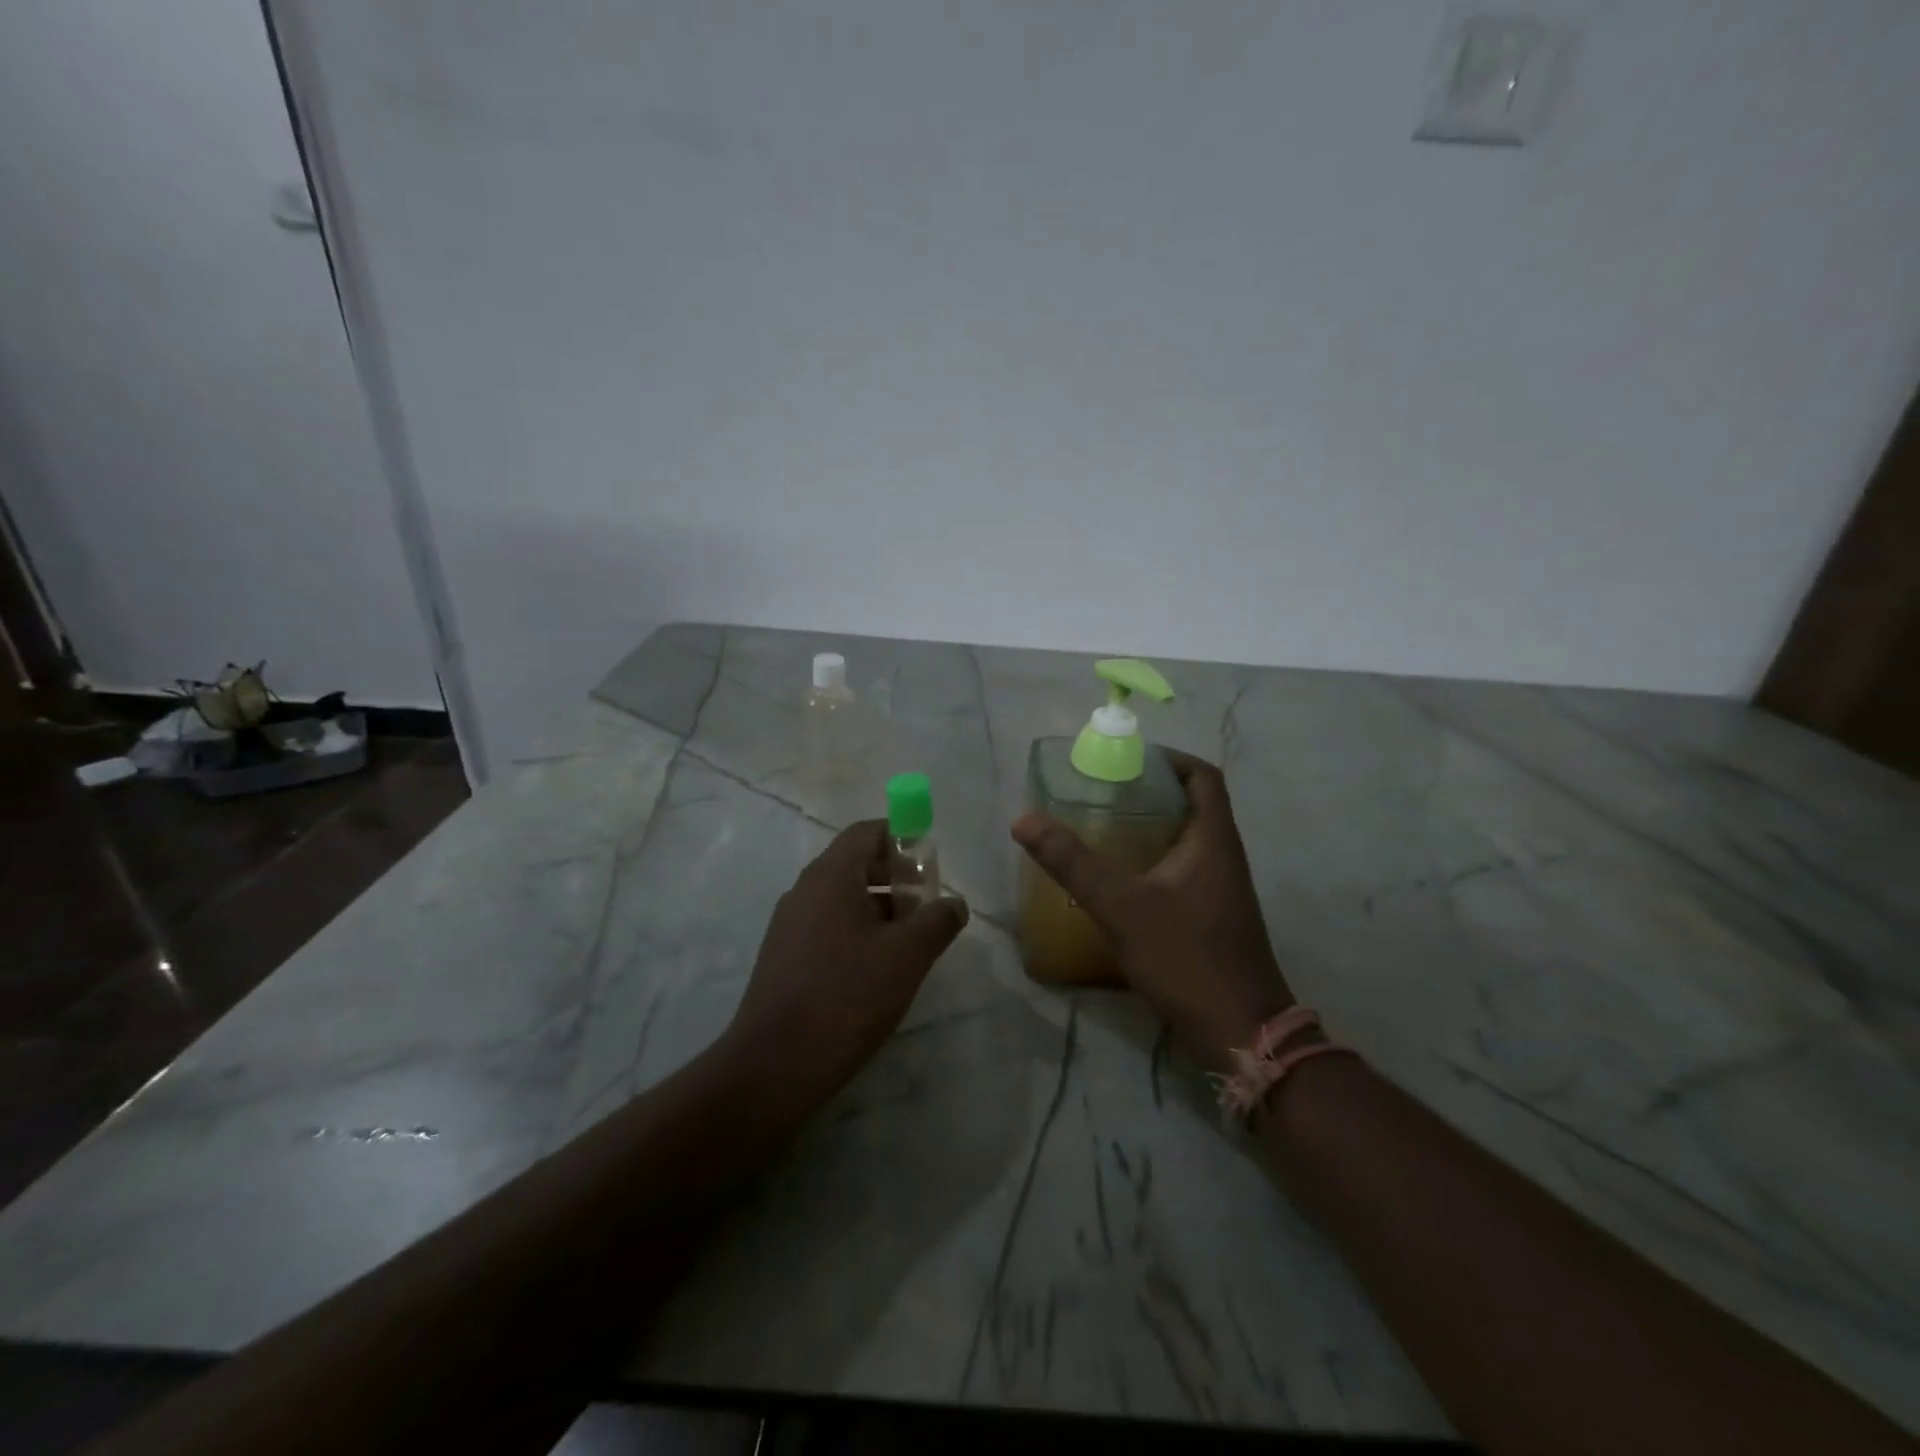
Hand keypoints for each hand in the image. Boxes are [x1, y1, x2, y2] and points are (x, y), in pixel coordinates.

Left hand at [724, 820, 968, 1105]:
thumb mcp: (907, 956)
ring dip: (880, 910)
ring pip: (843, 898)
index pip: (868, 832)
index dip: (903, 839)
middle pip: (856, 864)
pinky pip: (828, 926)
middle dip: (897, 879)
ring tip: (910, 944)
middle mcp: (805, 890)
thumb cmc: (847, 997)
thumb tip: (955, 902)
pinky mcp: (785, 956)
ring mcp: (789, 924)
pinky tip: (877, 971)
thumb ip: (938, 921)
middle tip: (928, 910)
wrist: (775, 1065)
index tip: (931, 868)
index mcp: (830, 876)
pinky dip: (858, 932)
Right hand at [1012, 751, 1292, 1069]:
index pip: (1202, 776)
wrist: (1241, 1032)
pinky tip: (1120, 880)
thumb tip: (1024, 820)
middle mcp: (1224, 856)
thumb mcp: (1121, 906)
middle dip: (1150, 792)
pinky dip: (1154, 861)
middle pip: (1193, 804)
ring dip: (1151, 827)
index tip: (1127, 760)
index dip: (1169, 759)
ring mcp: (1222, 889)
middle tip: (1102, 792)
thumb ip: (1073, 863)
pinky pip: (1184, 870)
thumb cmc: (1186, 958)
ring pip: (1188, 839)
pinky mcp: (1214, 916)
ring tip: (1103, 828)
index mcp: (1213, 840)